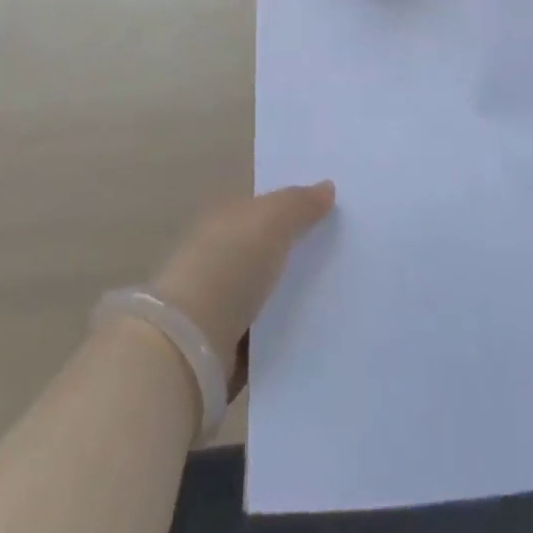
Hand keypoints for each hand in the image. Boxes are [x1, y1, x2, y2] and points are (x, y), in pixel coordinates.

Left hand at [149, 182, 335, 386]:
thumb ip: (300, 203)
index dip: (294, 209)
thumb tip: (327, 187)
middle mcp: (219, 256)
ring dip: (291, 295)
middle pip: (266, 250)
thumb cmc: (229, 265)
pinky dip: (283, 332)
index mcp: (224, 219)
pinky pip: (264, 332)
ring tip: (338, 295)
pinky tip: (315, 331)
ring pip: (266, 292)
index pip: (263, 209)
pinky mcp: (225, 346)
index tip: (331, 215)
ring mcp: (219, 303)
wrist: (189, 344)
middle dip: (296, 252)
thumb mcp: (271, 221)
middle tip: (344, 254)